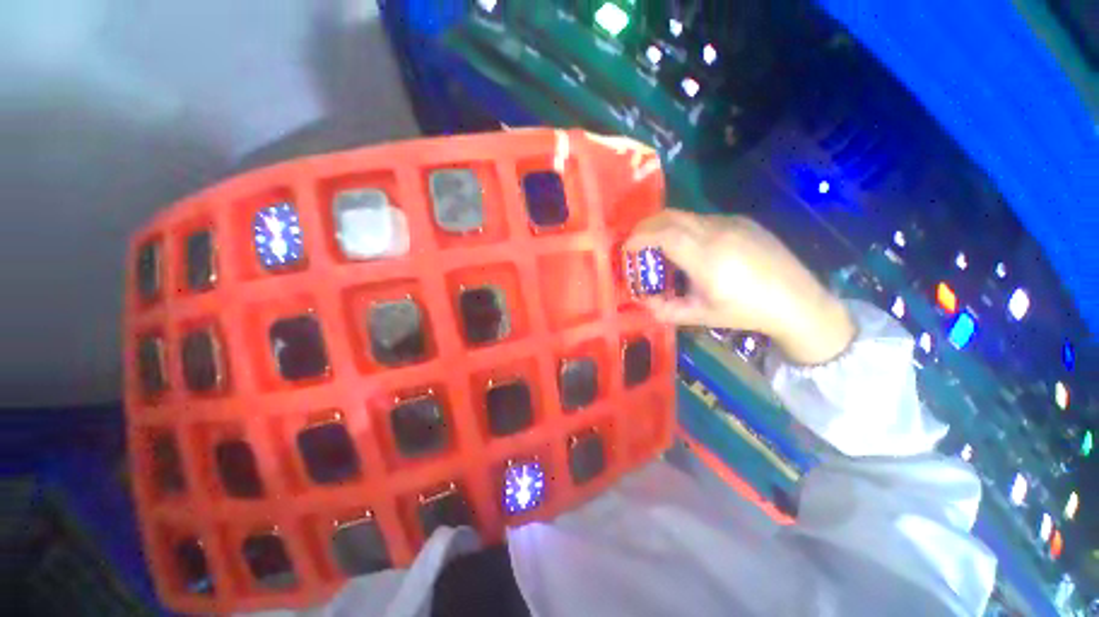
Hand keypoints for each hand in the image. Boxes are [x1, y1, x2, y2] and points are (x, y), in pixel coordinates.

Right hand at [625, 210, 855, 364]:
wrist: (798, 300)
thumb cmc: (745, 311)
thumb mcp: (701, 315)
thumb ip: (666, 309)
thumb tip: (641, 302)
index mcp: (705, 257)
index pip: (662, 234)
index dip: (638, 237)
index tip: (626, 248)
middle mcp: (716, 232)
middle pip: (670, 217)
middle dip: (646, 226)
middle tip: (635, 242)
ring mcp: (731, 223)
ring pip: (686, 216)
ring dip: (665, 226)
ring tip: (659, 246)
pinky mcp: (742, 221)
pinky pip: (703, 219)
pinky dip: (685, 228)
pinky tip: (690, 247)